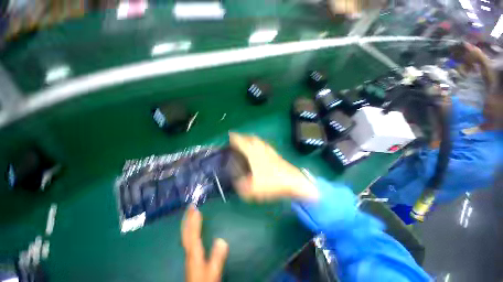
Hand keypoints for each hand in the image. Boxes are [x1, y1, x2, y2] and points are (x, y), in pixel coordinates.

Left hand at [182, 205, 228, 281]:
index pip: (193, 234)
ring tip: (190, 213)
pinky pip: (188, 238)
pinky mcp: (190, 255)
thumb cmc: (205, 281)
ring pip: (186, 234)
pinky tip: (191, 228)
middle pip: (186, 232)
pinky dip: (189, 229)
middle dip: (188, 218)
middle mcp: (189, 251)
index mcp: (194, 253)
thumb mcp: (213, 272)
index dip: (194, 221)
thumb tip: (222, 240)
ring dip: (187, 222)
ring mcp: (189, 253)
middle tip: (190, 206)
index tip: (196, 209)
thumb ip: (217, 258)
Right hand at [229, 133, 318, 201]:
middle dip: (243, 136)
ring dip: (251, 139)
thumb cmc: (272, 182)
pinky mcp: (275, 153)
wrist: (292, 181)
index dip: (235, 138)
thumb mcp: (253, 188)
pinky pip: (264, 144)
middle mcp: (261, 148)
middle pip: (251, 137)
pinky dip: (259, 143)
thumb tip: (236, 184)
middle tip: (237, 139)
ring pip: (258, 140)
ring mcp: (269, 150)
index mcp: (253, 153)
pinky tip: (259, 149)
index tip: (230, 135)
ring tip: (247, 142)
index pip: (242, 141)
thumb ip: (242, 187)